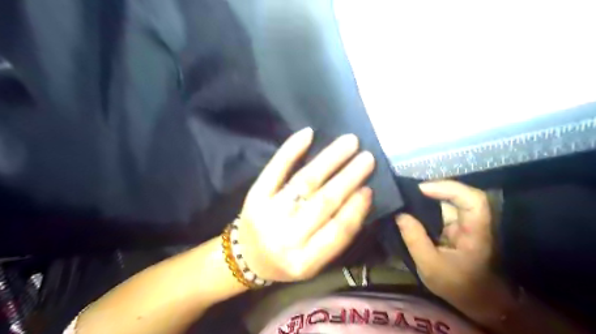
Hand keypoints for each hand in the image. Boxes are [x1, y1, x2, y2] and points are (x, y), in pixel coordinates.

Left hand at [236, 127, 371, 280]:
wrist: (247, 256)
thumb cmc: (286, 258)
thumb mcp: (312, 261)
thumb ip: (335, 237)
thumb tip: (360, 198)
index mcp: (304, 261)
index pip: (336, 231)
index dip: (355, 209)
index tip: (369, 188)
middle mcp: (285, 238)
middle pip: (323, 202)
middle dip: (348, 178)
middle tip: (367, 158)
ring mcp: (268, 214)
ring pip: (304, 182)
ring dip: (329, 159)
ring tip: (349, 143)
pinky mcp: (254, 196)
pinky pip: (275, 169)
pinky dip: (291, 150)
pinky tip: (308, 134)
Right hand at [394, 181, 511, 324]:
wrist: (475, 299)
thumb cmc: (457, 286)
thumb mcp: (430, 266)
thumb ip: (415, 239)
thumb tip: (399, 214)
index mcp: (475, 232)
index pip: (472, 200)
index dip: (449, 188)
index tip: (421, 189)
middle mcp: (472, 222)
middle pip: (458, 195)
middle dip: (432, 189)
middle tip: (405, 191)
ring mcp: (464, 223)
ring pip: (447, 201)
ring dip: (426, 198)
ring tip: (403, 198)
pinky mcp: (456, 226)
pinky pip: (439, 210)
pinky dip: (424, 207)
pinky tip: (409, 209)